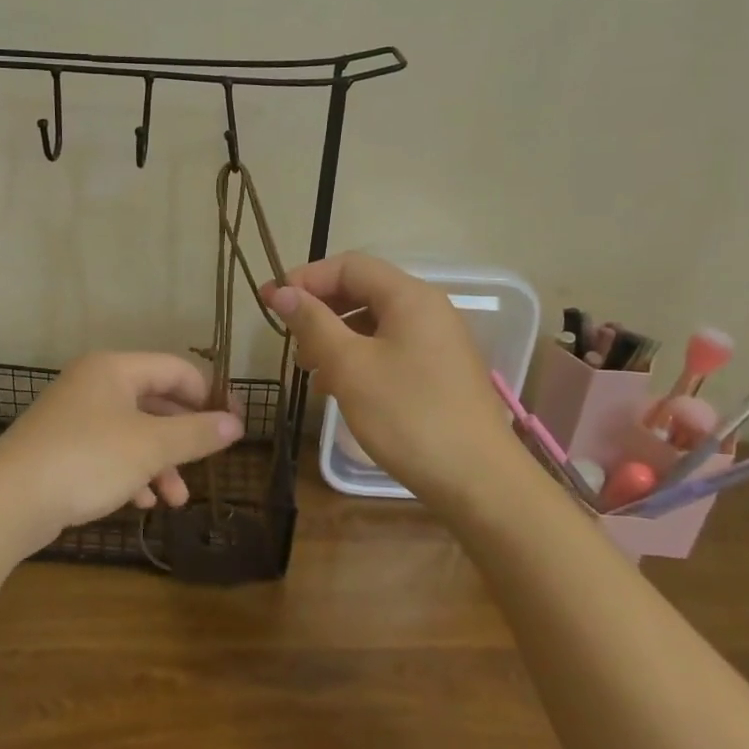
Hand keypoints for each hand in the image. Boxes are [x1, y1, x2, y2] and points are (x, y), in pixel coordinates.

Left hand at [0, 352, 243, 555]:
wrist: (8, 500)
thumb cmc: (88, 459)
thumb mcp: (151, 446)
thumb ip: (197, 433)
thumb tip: (237, 423)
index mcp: (114, 369)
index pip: (175, 369)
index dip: (208, 395)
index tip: (233, 425)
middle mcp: (93, 384)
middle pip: (154, 401)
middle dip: (183, 437)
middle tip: (208, 462)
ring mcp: (74, 416)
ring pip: (132, 432)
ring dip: (160, 462)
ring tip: (176, 499)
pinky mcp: (61, 447)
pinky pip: (108, 452)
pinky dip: (130, 472)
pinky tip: (143, 502)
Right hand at [262, 253, 520, 503]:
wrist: (478, 482)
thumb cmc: (408, 416)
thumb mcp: (350, 367)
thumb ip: (313, 323)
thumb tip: (282, 291)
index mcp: (410, 297)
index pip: (348, 266)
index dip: (305, 278)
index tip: (270, 303)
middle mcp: (428, 309)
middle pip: (363, 290)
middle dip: (320, 310)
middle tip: (289, 341)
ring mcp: (437, 341)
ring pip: (374, 323)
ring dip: (336, 337)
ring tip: (311, 371)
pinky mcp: (439, 371)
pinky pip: (390, 348)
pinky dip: (359, 358)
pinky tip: (341, 388)